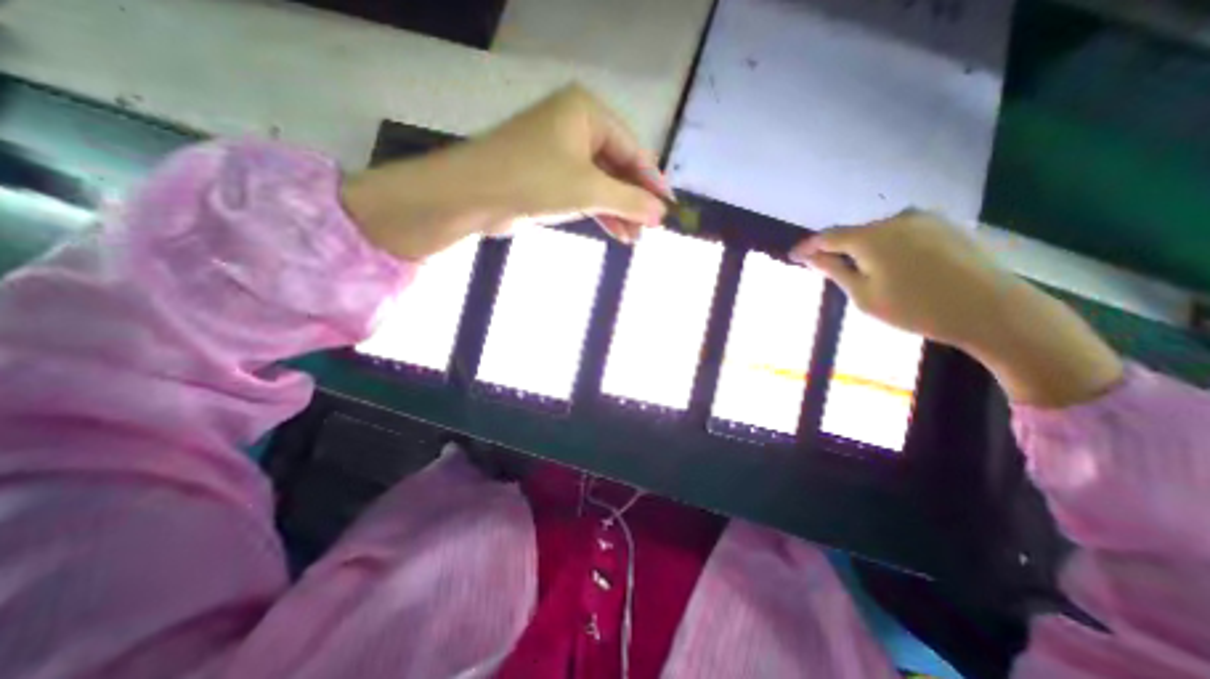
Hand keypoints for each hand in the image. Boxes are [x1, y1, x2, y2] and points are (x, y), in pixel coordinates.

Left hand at [344, 84, 675, 259]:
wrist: (473, 195)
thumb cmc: (535, 180)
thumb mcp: (589, 190)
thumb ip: (629, 200)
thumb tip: (661, 214)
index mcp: (587, 112)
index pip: (633, 150)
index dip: (653, 183)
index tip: (669, 209)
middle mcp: (576, 126)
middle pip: (618, 168)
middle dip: (634, 201)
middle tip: (651, 229)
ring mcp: (561, 152)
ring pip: (601, 184)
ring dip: (618, 211)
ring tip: (635, 238)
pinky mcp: (550, 176)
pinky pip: (584, 193)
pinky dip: (600, 213)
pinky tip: (617, 233)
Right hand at [797, 208, 1124, 404]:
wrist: (992, 309)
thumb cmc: (916, 308)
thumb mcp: (863, 295)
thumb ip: (834, 270)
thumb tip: (810, 256)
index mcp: (871, 236)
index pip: (827, 236)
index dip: (807, 246)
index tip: (793, 256)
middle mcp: (895, 219)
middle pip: (853, 233)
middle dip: (836, 249)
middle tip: (825, 268)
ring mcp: (923, 219)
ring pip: (877, 232)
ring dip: (862, 248)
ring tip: (860, 271)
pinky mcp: (944, 225)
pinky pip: (900, 233)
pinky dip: (886, 246)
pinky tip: (891, 266)